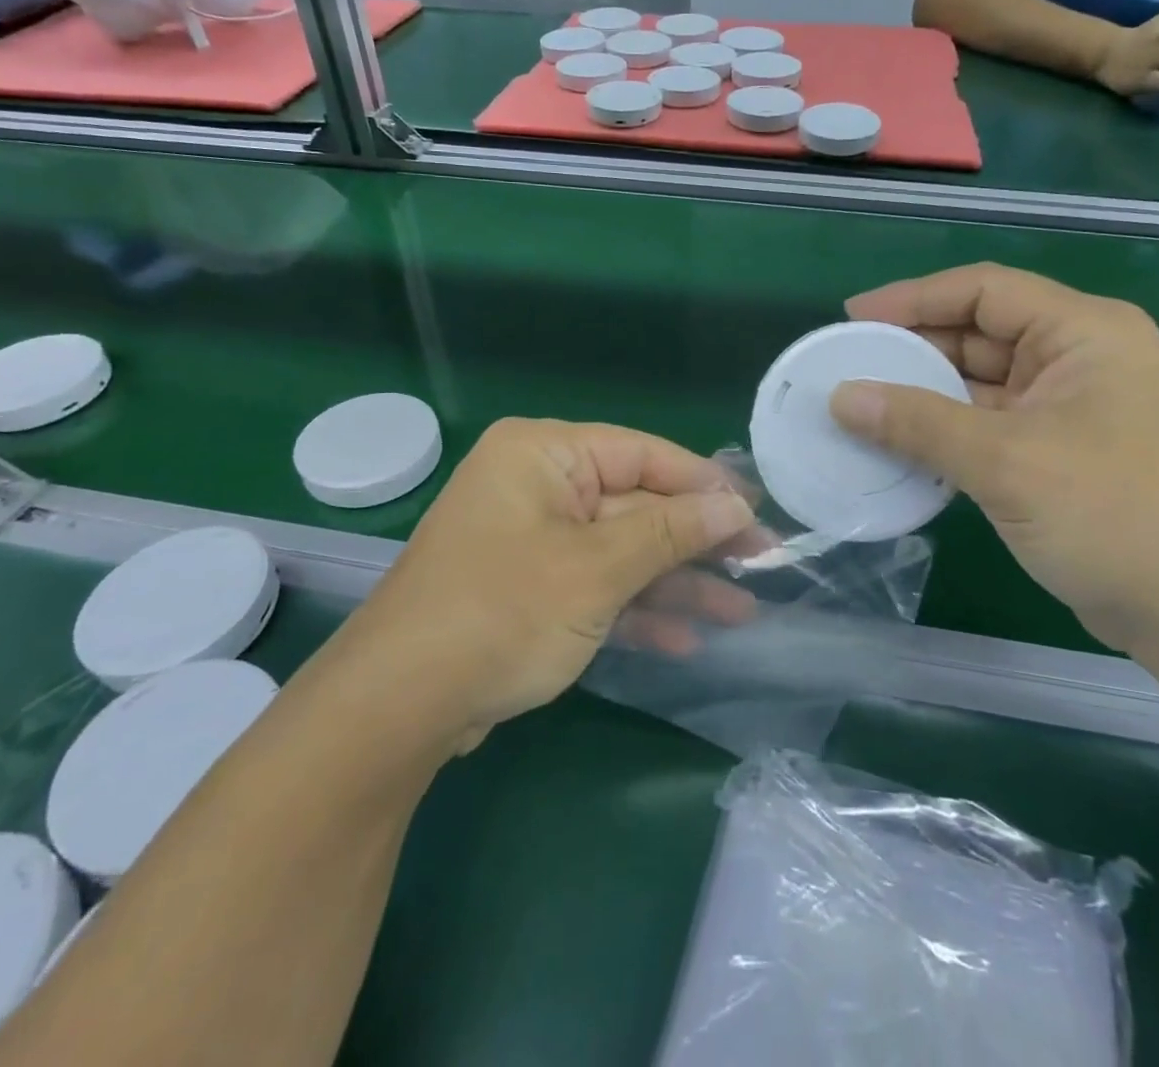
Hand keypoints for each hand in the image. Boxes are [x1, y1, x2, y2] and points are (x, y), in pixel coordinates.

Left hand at [345, 418, 754, 746]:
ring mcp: (533, 538)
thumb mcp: (597, 569)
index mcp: (544, 453)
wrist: (398, 706)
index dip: (704, 484)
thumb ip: (671, 531)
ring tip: (740, 611)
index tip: (758, 513)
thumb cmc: (503, 612)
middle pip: (636, 504)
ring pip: (621, 550)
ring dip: (675, 582)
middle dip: (695, 541)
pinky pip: (596, 584)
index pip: (643, 454)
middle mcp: (538, 485)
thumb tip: (736, 504)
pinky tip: (686, 639)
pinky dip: (636, 609)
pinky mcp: (530, 587)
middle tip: (761, 565)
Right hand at [828, 264, 1158, 653]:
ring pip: (980, 384)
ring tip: (858, 405)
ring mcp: (1069, 409)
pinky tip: (897, 446)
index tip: (852, 317)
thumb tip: (839, 398)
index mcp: (1083, 332)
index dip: (912, 298)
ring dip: (923, 395)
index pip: (983, 290)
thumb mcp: (1005, 461)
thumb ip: (917, 423)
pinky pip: (987, 425)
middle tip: (846, 365)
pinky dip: (944, 432)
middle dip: (912, 348)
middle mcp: (1077, 359)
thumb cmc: (1115, 516)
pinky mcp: (1058, 454)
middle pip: (979, 334)